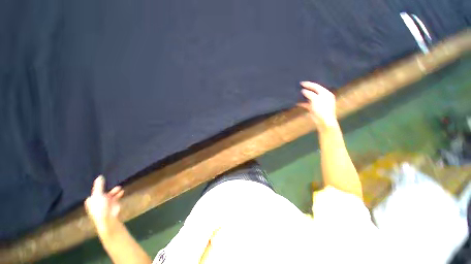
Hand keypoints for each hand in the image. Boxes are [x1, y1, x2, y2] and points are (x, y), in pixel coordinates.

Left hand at [85, 175, 123, 232]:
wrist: (107, 217)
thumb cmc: (100, 206)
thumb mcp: (98, 194)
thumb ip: (99, 185)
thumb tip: (100, 176)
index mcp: (91, 200)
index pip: (93, 193)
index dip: (96, 189)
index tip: (100, 183)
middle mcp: (98, 201)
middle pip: (102, 193)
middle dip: (107, 189)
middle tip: (111, 184)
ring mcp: (106, 203)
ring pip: (110, 195)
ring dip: (114, 191)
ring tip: (119, 188)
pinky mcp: (113, 204)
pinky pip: (116, 197)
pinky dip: (119, 194)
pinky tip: (122, 192)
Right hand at [299, 81, 337, 130]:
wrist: (324, 121)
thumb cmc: (322, 109)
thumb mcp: (316, 99)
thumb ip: (309, 94)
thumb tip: (303, 90)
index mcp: (326, 93)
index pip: (317, 86)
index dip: (309, 84)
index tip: (301, 83)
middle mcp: (322, 97)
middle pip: (313, 91)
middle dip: (306, 89)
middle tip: (299, 86)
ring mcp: (318, 103)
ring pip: (309, 97)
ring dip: (304, 96)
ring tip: (297, 93)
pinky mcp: (313, 108)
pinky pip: (307, 104)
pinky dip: (302, 103)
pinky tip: (297, 102)